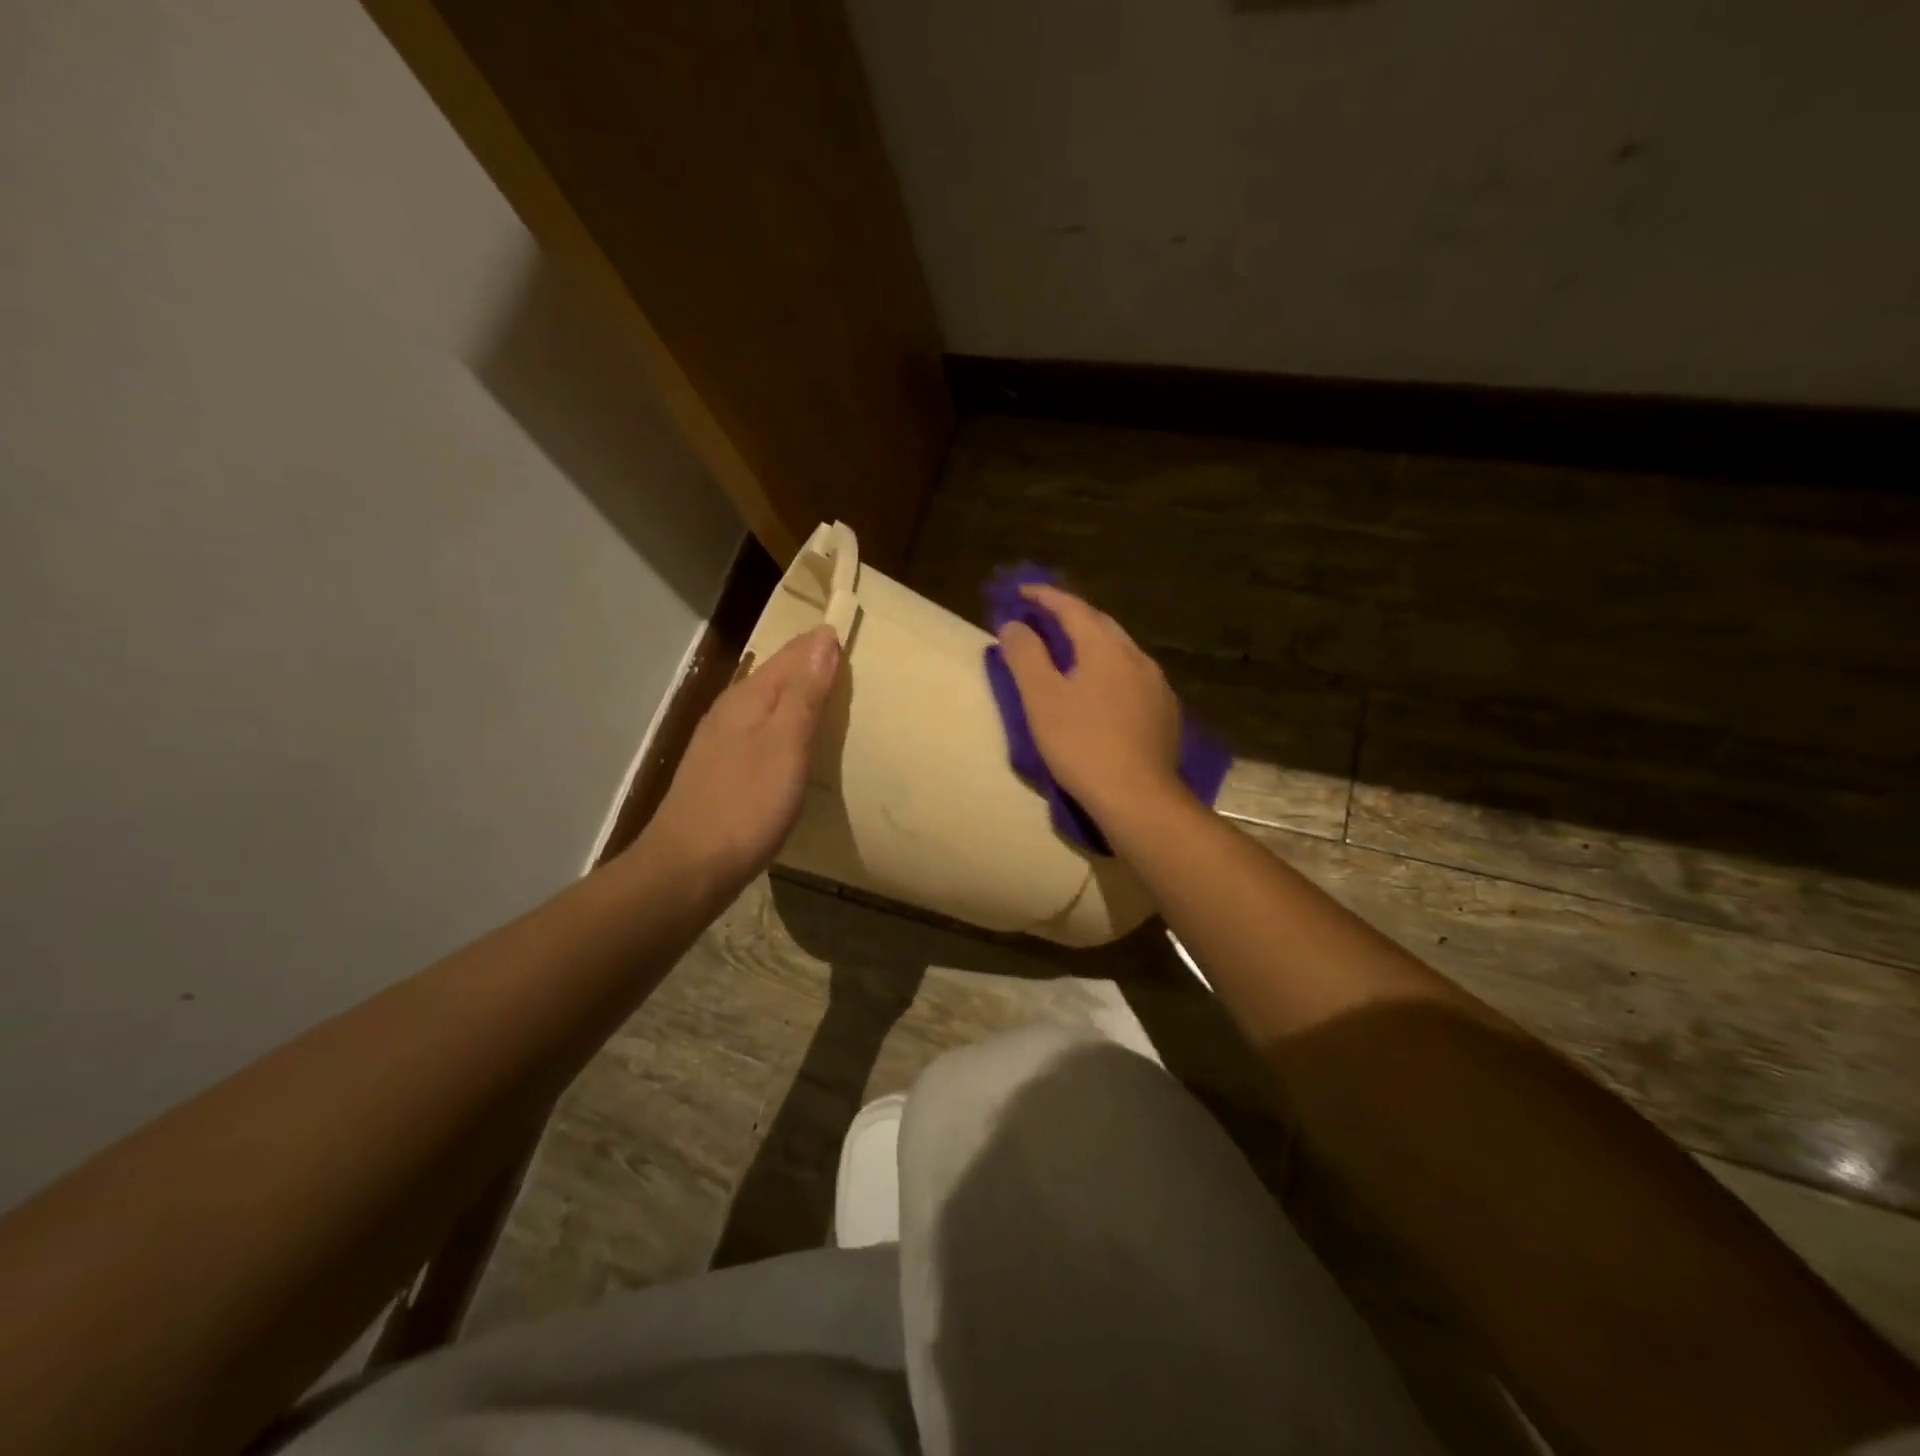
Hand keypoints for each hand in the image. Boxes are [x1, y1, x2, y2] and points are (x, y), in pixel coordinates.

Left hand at [646, 624, 841, 893]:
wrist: (689, 867)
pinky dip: (785, 725)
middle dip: (811, 665)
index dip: (822, 644)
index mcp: (748, 697)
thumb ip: (804, 693)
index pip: (792, 654)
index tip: (855, 633)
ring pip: (768, 703)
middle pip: (778, 675)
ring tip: (833, 696)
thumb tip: (823, 637)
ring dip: (799, 696)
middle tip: (852, 663)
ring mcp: (721, 741)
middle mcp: (730, 710)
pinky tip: (796, 742)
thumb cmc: (746, 805)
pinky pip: (761, 730)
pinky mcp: (721, 769)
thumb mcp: (786, 745)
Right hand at [997, 584, 1181, 819]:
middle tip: (1044, 620)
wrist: (1137, 796)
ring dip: (1093, 645)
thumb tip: (1015, 625)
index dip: (1045, 596)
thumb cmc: (1082, 744)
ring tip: (1071, 654)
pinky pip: (1134, 679)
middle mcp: (1137, 657)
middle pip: (1101, 625)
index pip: (1073, 608)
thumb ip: (1025, 655)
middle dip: (1071, 617)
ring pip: (1121, 652)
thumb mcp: (1041, 698)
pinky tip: (1103, 691)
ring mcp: (1157, 686)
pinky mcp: (1165, 713)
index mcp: (1106, 648)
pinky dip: (1111, 673)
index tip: (1021, 592)